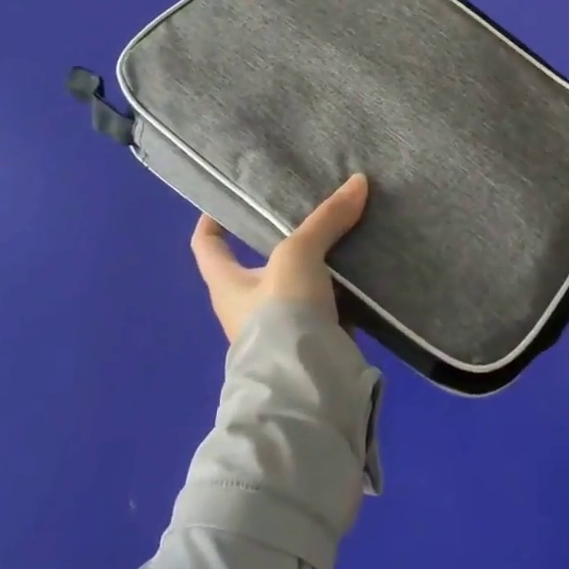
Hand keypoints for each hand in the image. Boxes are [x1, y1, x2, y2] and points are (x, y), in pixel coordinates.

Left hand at [190, 174, 367, 343]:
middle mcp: (247, 305)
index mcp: (227, 284)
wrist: (306, 387)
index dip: (212, 221)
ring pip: (298, 281)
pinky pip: (326, 303)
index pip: (206, 245)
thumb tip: (358, 181)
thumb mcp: (299, 255)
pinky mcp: (313, 340)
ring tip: (345, 229)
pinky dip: (342, 287)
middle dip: (282, 236)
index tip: (230, 199)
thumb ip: (326, 219)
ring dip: (318, 261)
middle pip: (259, 261)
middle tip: (308, 207)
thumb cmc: (280, 314)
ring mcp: (281, 326)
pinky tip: (363, 268)